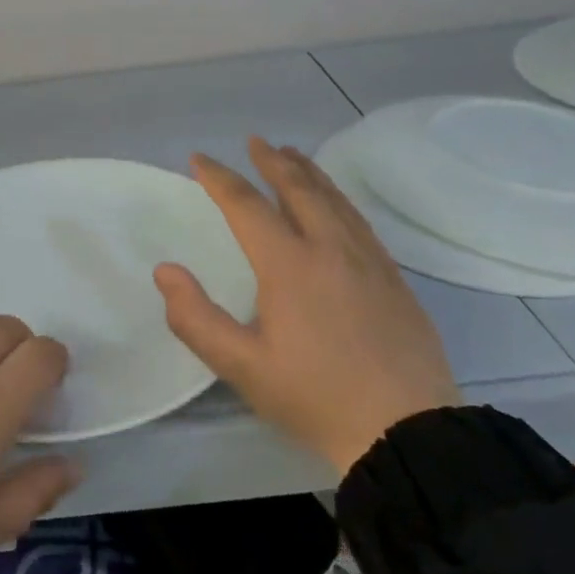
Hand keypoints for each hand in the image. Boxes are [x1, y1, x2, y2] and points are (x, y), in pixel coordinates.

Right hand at [156, 137, 459, 476]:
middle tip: (255, 141)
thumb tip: (165, 270)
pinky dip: (337, 197)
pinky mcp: (393, 277)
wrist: (408, 432)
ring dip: (308, 172)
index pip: (247, 206)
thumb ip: (195, 318)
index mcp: (289, 264)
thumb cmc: (316, 397)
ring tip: (292, 154)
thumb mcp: (242, 367)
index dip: (220, 178)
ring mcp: (368, 260)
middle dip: (272, 161)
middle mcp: (330, 248)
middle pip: (298, 188)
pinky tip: (335, 203)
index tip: (200, 159)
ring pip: (334, 199)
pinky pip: (358, 219)